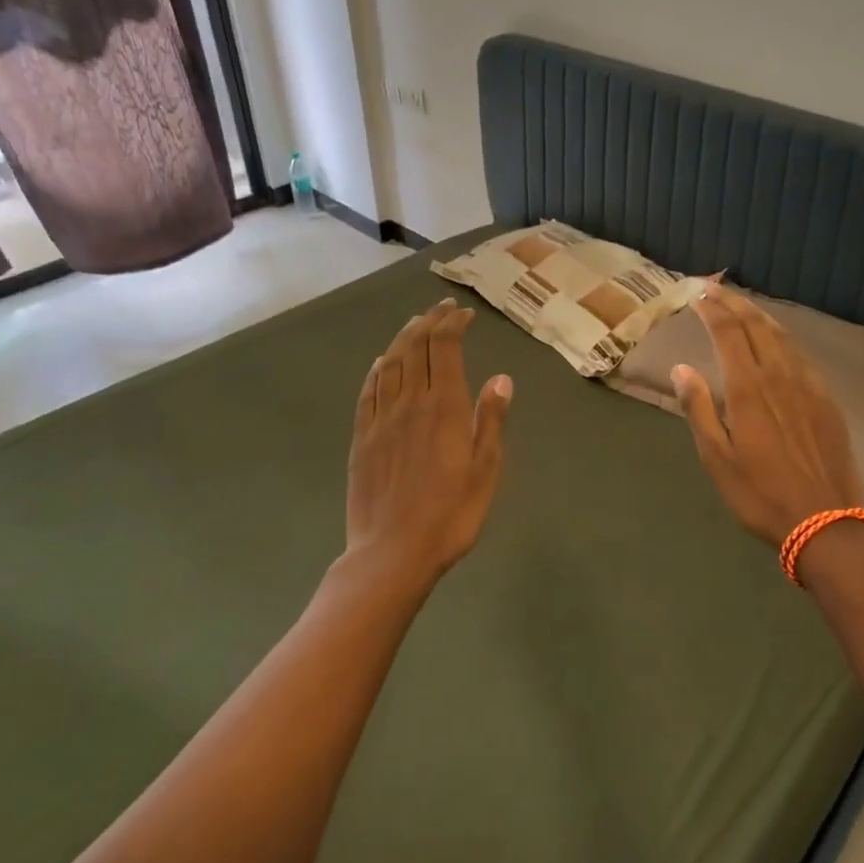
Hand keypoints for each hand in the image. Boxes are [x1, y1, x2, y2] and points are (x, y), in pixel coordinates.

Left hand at [347, 299, 513, 580]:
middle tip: (442, 309)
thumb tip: (501, 379)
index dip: (452, 324)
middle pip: (415, 348)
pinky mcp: (361, 439)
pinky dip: (377, 370)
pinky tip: (382, 363)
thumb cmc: (451, 515)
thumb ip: (490, 420)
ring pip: (390, 364)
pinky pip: (368, 393)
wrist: (392, 553)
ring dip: (403, 338)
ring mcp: (381, 420)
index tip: (463, 314)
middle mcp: (409, 403)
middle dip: (429, 322)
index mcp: (443, 407)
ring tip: (415, 325)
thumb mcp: (485, 470)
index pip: (444, 348)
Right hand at [672, 284, 863, 548]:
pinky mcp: (827, 399)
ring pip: (782, 336)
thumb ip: (698, 408)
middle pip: (756, 325)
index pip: (727, 333)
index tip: (697, 295)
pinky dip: (783, 337)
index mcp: (748, 388)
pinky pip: (802, 354)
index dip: (712, 309)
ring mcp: (808, 385)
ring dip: (759, 315)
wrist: (827, 522)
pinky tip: (778, 341)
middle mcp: (779, 375)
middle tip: (715, 288)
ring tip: (742, 305)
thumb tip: (681, 368)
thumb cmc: (761, 494)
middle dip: (734, 302)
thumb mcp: (717, 458)